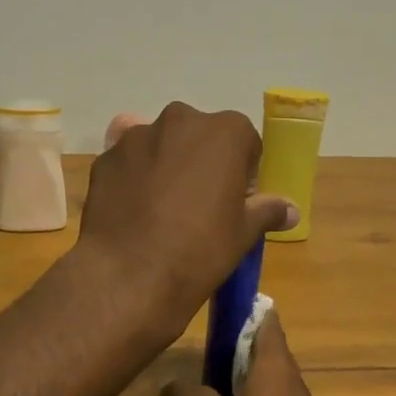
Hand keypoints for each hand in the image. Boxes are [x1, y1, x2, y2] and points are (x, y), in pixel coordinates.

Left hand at [79, 102, 296, 333]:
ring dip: (166, 165)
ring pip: (161, 144)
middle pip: (199, 135)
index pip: (244, 141)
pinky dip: (134, 177)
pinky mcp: (105, 158)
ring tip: (162, 209)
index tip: (236, 200)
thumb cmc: (199, 250)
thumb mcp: (243, 233)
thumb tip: (290, 210)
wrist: (129, 275)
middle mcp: (180, 120)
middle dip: (202, 161)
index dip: (243, 171)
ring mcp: (136, 136)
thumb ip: (267, 211)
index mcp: (224, 131)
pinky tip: (134, 212)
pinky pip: (128, 161)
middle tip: (200, 204)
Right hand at [160, 312, 347, 395]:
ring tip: (195, 395)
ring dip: (231, 388)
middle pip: (262, 355)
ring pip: (260, 390)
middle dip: (229, 351)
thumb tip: (172, 387)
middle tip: (192, 355)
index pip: (267, 321)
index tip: (216, 307)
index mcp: (277, 370)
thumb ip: (183, 393)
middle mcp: (292, 390)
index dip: (244, 308)